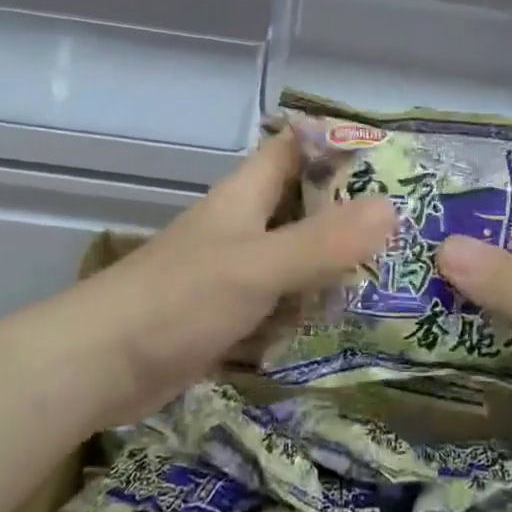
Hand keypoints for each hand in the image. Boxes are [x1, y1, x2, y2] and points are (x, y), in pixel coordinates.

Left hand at [65, 128, 394, 429]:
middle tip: (413, 224)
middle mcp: (244, 225)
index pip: (297, 148)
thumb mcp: (256, 266)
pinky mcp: (230, 314)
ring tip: (398, 273)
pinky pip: (283, 301)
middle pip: (304, 203)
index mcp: (246, 194)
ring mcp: (236, 271)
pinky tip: (352, 323)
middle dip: (352, 210)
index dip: (340, 144)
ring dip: (337, 262)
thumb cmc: (178, 299)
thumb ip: (322, 241)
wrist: (98, 366)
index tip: (395, 157)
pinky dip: (313, 307)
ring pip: (297, 254)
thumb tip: (391, 209)